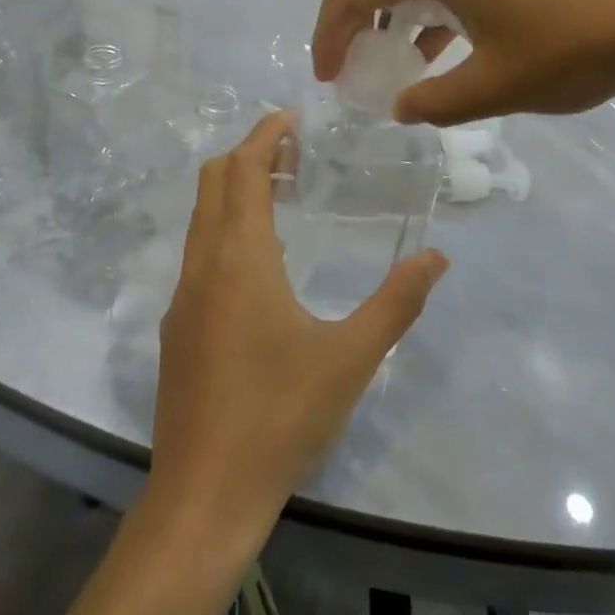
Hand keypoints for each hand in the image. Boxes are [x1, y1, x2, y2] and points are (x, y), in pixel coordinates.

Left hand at [147, 112, 448, 543]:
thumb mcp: (351, 358)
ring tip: (284, 197)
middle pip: (214, 182)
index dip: (265, 136)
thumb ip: (397, 303)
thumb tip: (437, 258)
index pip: (243, 169)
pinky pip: (198, 254)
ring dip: (235, 193)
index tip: (293, 119)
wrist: (204, 495)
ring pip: (201, 218)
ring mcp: (182, 296)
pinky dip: (225, 231)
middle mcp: (202, 264)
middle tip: (296, 154)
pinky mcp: (176, 327)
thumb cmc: (280, 416)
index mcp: (239, 257)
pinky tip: (261, 266)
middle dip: (249, 154)